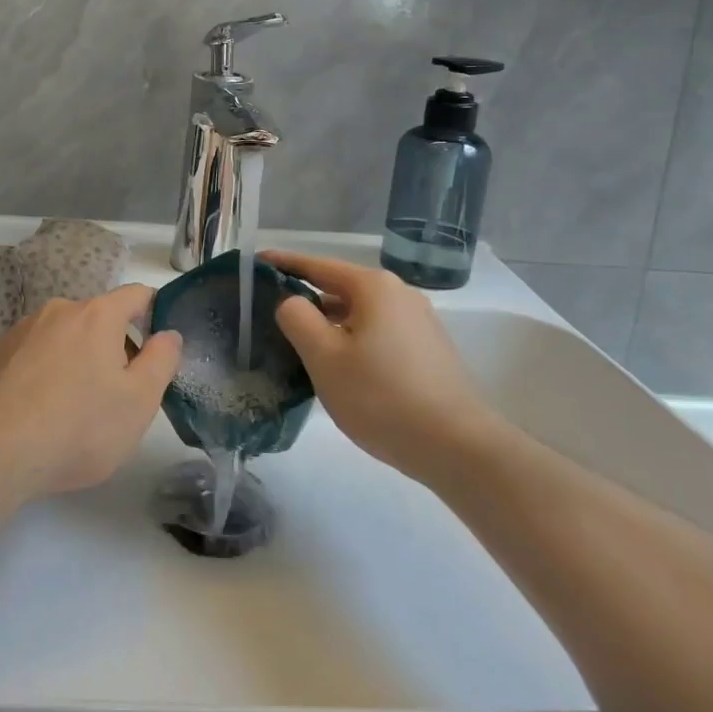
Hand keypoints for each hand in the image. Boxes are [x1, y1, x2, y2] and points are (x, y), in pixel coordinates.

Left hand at [0, 285, 182, 497]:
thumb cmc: (78, 426)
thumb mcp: (139, 401)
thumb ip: (162, 360)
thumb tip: (168, 334)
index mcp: (97, 315)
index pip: (137, 295)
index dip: (155, 313)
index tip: (159, 345)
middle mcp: (58, 310)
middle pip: (99, 319)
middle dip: (114, 347)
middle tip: (118, 393)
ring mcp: (21, 330)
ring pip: (64, 337)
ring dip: (78, 360)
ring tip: (75, 408)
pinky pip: (33, 355)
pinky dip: (45, 372)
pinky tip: (40, 412)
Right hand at [264, 251, 495, 481]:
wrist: (458, 447)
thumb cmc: (382, 396)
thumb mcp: (324, 357)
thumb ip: (297, 318)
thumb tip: (291, 301)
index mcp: (373, 287)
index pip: (317, 265)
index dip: (283, 264)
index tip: (254, 264)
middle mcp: (399, 294)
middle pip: (340, 288)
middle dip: (305, 298)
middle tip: (268, 314)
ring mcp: (418, 322)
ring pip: (359, 314)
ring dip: (329, 324)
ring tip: (298, 344)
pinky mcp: (428, 350)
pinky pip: (377, 333)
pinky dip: (352, 340)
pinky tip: (339, 367)